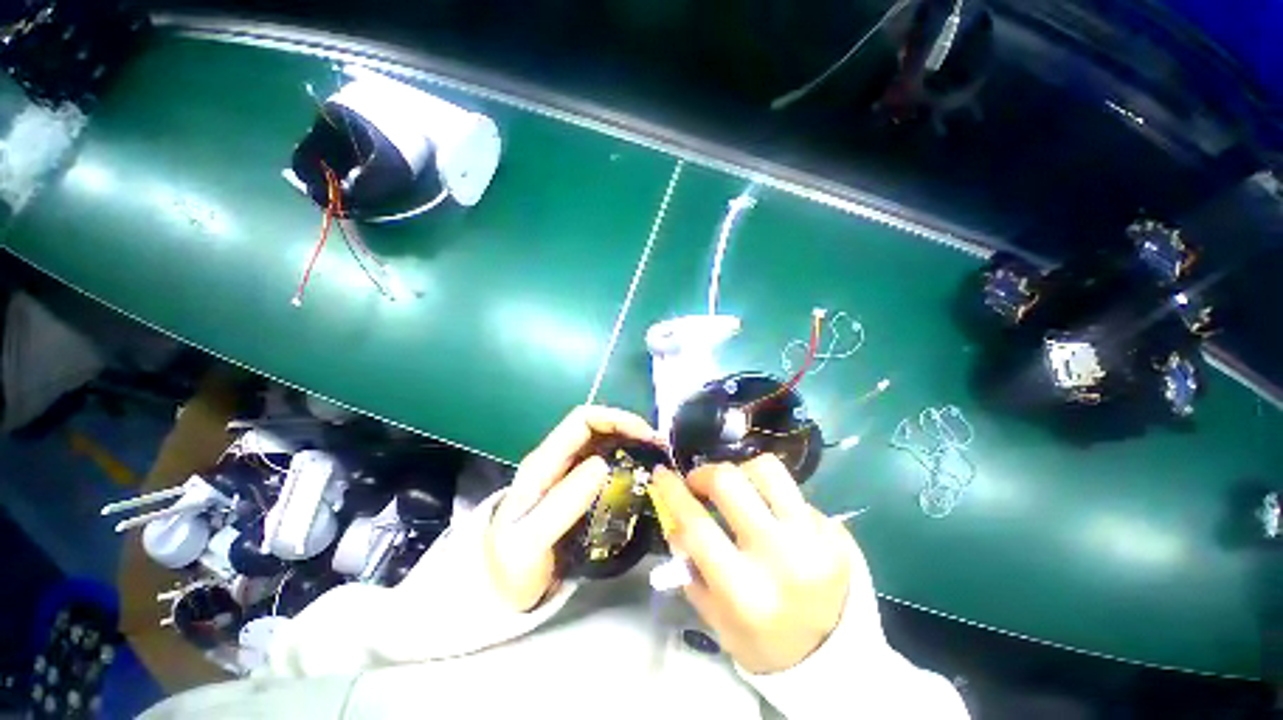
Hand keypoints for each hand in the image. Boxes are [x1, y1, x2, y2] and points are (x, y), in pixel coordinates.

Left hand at [486, 406, 660, 611]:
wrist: (499, 587)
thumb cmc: (512, 566)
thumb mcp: (530, 540)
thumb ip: (563, 504)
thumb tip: (603, 465)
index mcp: (543, 462)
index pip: (582, 420)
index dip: (616, 419)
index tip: (645, 436)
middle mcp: (556, 458)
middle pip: (596, 426)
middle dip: (629, 428)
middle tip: (659, 447)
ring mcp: (566, 470)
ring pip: (603, 441)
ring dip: (630, 442)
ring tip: (656, 456)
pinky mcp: (576, 484)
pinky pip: (605, 460)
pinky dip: (626, 459)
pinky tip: (642, 471)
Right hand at [651, 455, 857, 673]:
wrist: (834, 659)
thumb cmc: (763, 641)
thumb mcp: (715, 617)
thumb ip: (690, 566)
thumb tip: (675, 519)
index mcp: (744, 590)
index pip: (696, 524)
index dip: (672, 492)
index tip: (661, 473)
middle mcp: (779, 557)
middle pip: (730, 483)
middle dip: (704, 473)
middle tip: (699, 482)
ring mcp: (813, 540)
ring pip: (767, 470)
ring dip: (741, 471)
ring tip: (737, 487)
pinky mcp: (834, 531)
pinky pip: (793, 491)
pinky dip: (772, 496)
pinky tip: (771, 515)